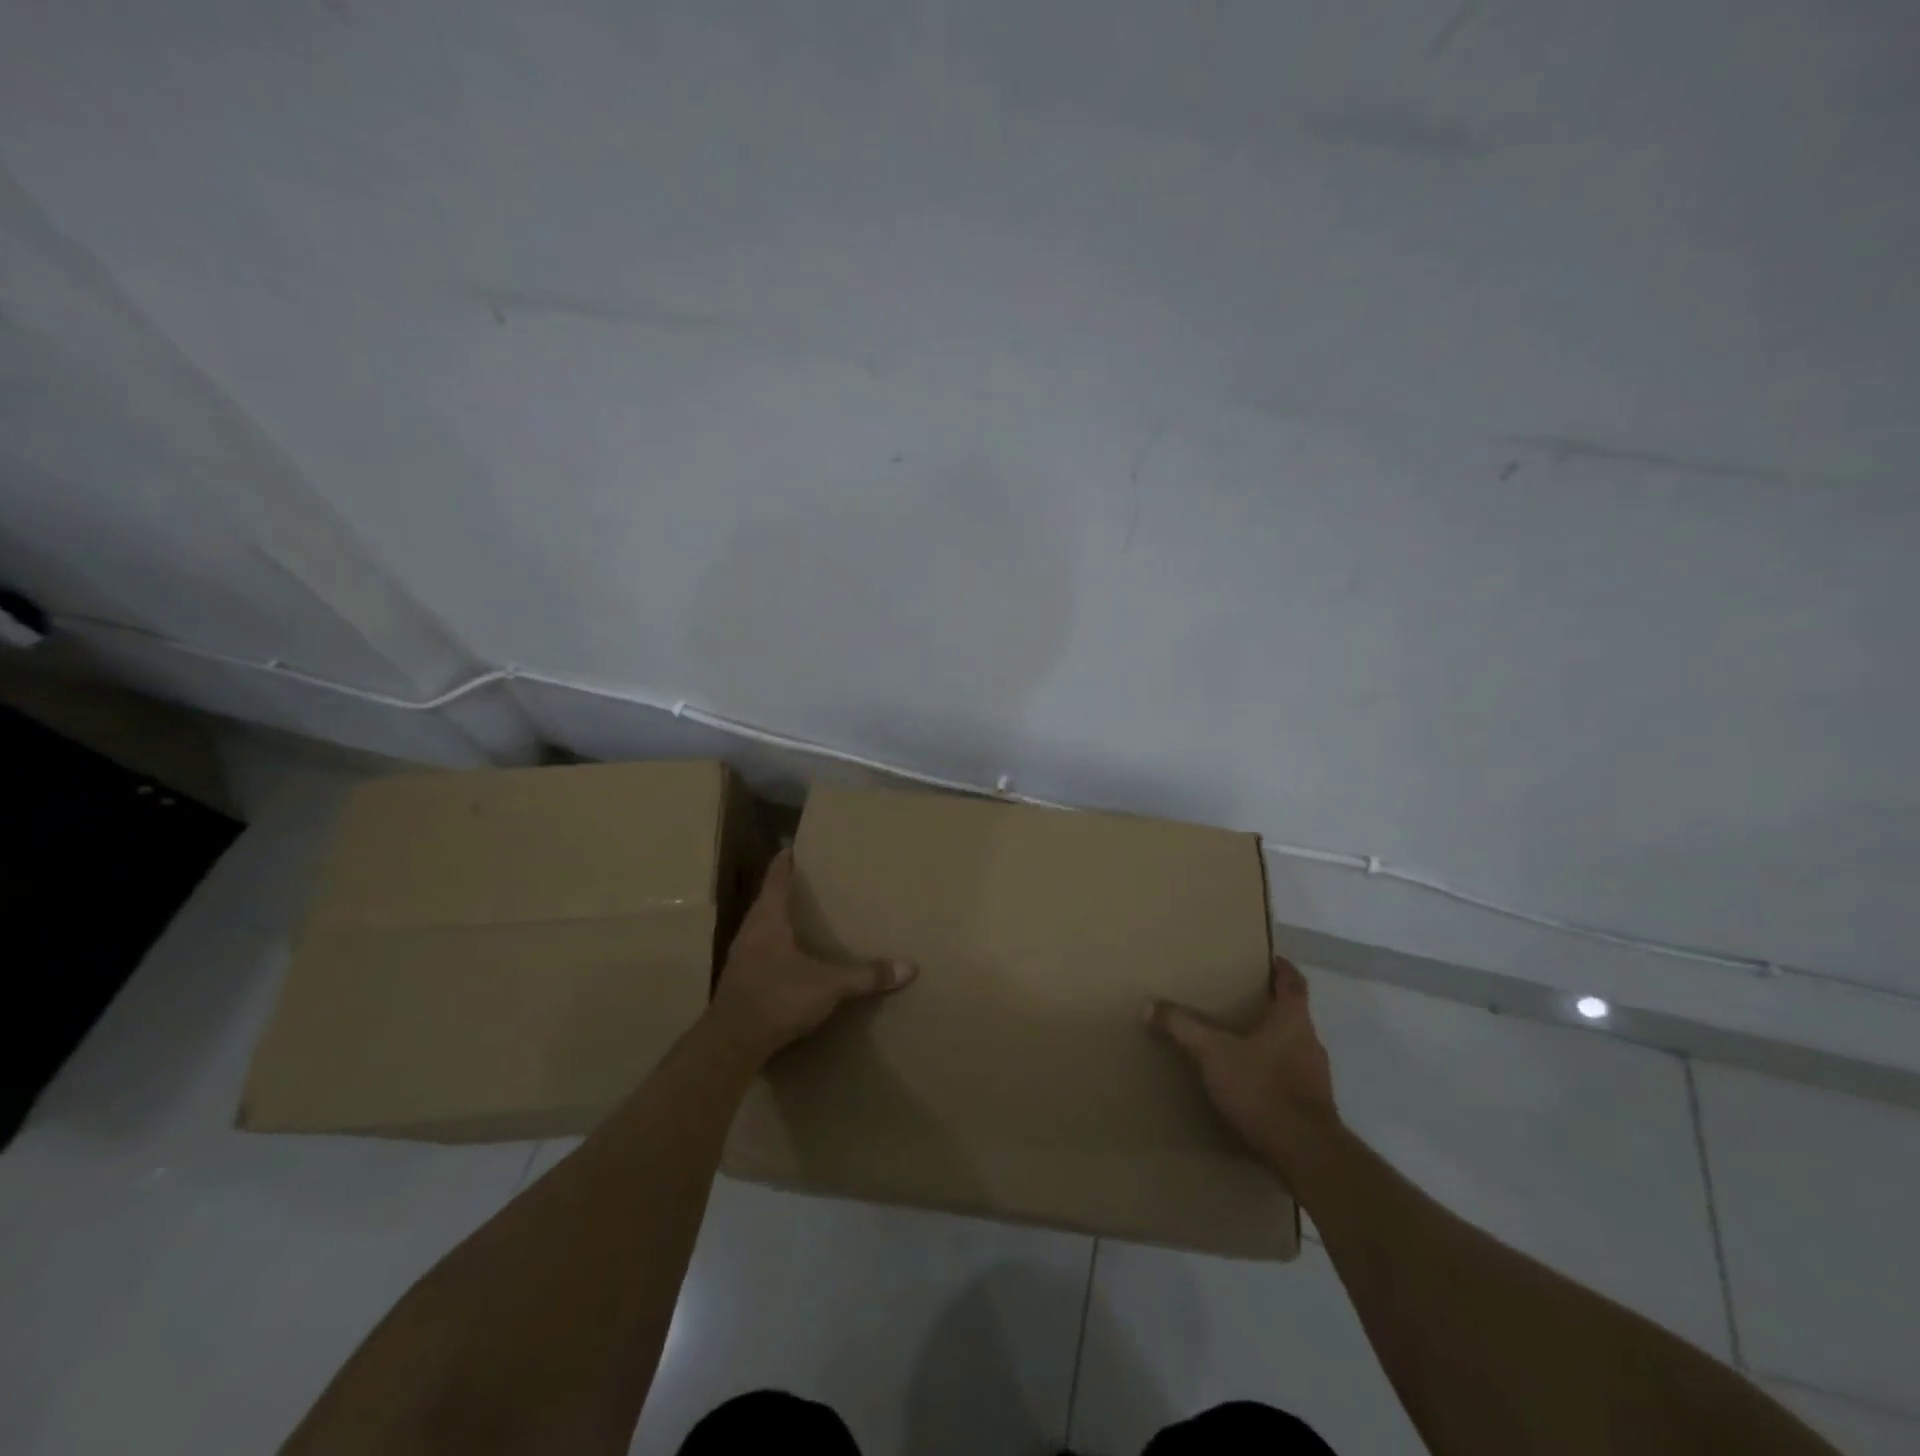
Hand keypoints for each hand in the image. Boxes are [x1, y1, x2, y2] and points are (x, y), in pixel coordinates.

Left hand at [708, 849, 915, 1061]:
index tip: (792, 848)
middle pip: (766, 901)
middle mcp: (750, 931)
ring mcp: (740, 957)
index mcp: (768, 919)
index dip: (785, 862)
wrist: (731, 1043)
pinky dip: (773, 947)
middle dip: (784, 890)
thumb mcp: (829, 986)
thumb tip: (910, 967)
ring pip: (760, 927)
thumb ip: (866, 976)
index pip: (775, 879)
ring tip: (800, 918)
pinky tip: (788, 959)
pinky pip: (758, 952)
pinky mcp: (739, 981)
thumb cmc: (778, 998)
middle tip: (808, 882)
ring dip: (777, 920)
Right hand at [1149, 956, 1338, 1176]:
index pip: (1294, 983)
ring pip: (1292, 1049)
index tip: (1271, 959)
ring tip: (1239, 1045)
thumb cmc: (1263, 1088)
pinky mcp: (1314, 1109)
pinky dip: (1272, 1076)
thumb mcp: (1213, 1053)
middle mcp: (1310, 1043)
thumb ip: (1183, 1027)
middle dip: (1269, 1008)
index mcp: (1293, 1020)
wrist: (1306, 1154)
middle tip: (1240, 1001)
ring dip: (1270, 1044)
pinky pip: (1291, 1080)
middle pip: (1293, 1016)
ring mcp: (1316, 1079)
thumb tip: (1149, 1005)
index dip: (1282, 969)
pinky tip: (1249, 1086)